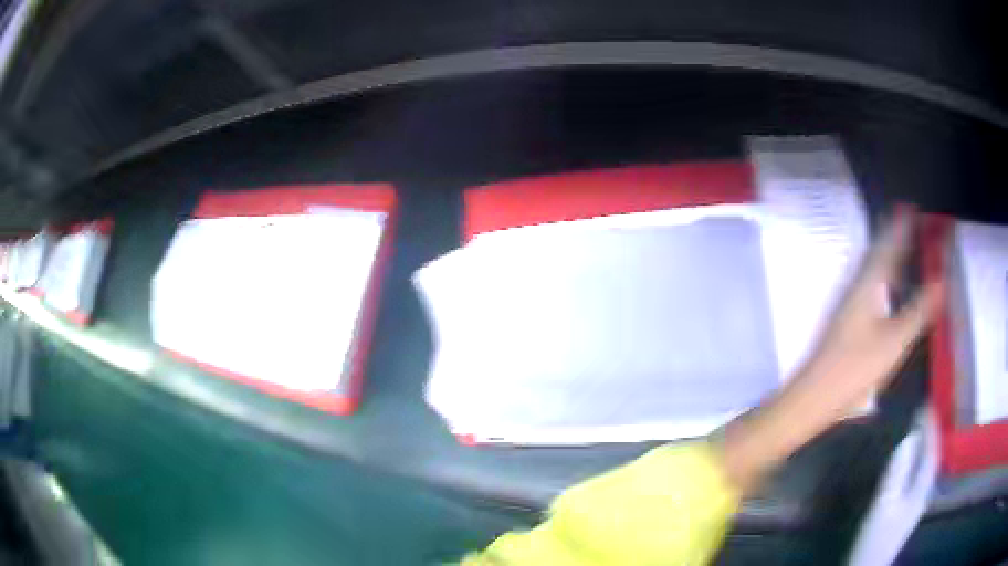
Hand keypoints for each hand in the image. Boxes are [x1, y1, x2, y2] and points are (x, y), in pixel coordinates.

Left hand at [722, 213, 943, 492]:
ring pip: (872, 274)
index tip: (909, 208)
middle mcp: (854, 288)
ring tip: (903, 253)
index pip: (886, 246)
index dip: (899, 227)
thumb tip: (940, 281)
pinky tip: (887, 294)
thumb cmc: (855, 369)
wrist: (812, 399)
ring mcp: (847, 307)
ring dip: (888, 261)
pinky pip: (868, 292)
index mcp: (866, 284)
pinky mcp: (844, 326)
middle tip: (910, 226)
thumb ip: (918, 311)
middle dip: (894, 239)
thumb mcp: (894, 341)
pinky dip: (882, 283)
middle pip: (877, 256)